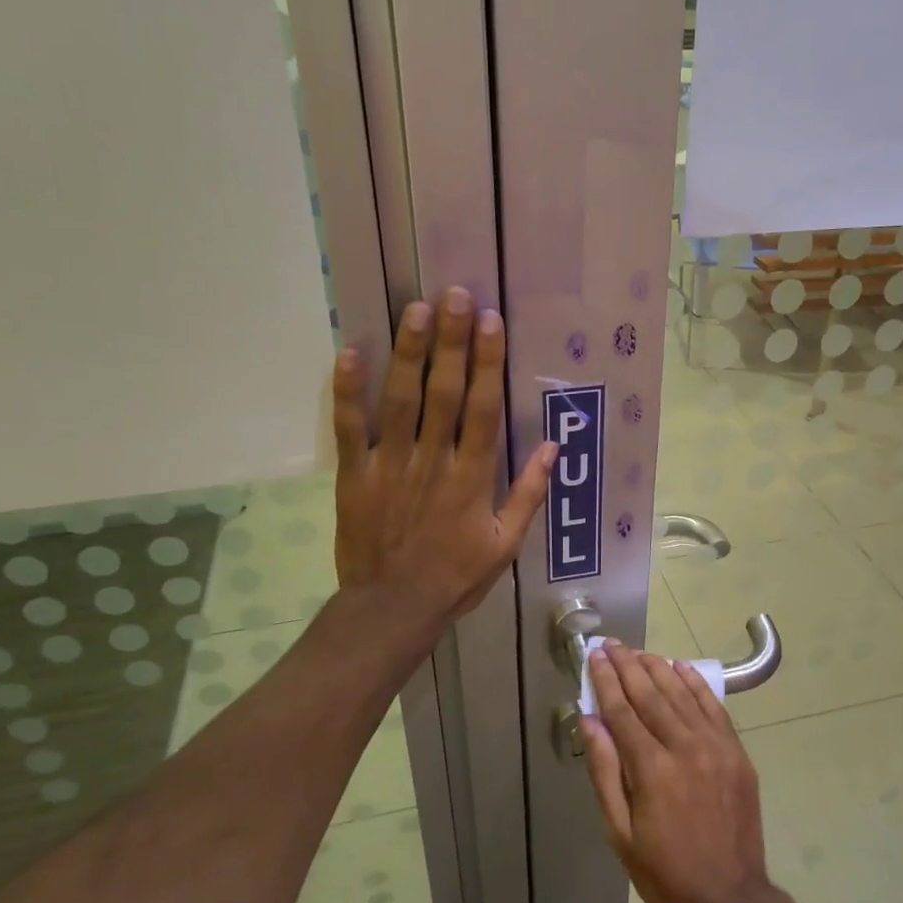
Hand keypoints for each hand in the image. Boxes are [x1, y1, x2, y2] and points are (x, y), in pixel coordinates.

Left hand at [332, 287, 554, 629]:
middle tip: (454, 295)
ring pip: (401, 400)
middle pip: (443, 392)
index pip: (483, 408)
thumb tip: (553, 448)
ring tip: (415, 309)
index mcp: (472, 476)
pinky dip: (348, 392)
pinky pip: (351, 428)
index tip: (490, 323)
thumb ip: (528, 494)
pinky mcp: (356, 475)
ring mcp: (391, 465)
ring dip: (409, 353)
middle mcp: (434, 460)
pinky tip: (350, 353)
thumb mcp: (506, 544)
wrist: (393, 608)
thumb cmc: (455, 576)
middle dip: (450, 342)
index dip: (487, 363)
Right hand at [582, 642, 786, 902]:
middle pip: (650, 694)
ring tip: (639, 652)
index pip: (622, 711)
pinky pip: (713, 706)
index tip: (595, 657)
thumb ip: (604, 773)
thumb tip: (590, 722)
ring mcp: (715, 746)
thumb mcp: (620, 833)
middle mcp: (684, 747)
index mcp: (651, 769)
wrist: (730, 897)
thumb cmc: (665, 871)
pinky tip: (680, 667)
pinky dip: (695, 683)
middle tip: (612, 644)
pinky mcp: (736, 751)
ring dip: (657, 668)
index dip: (606, 681)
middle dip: (628, 666)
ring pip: (681, 694)